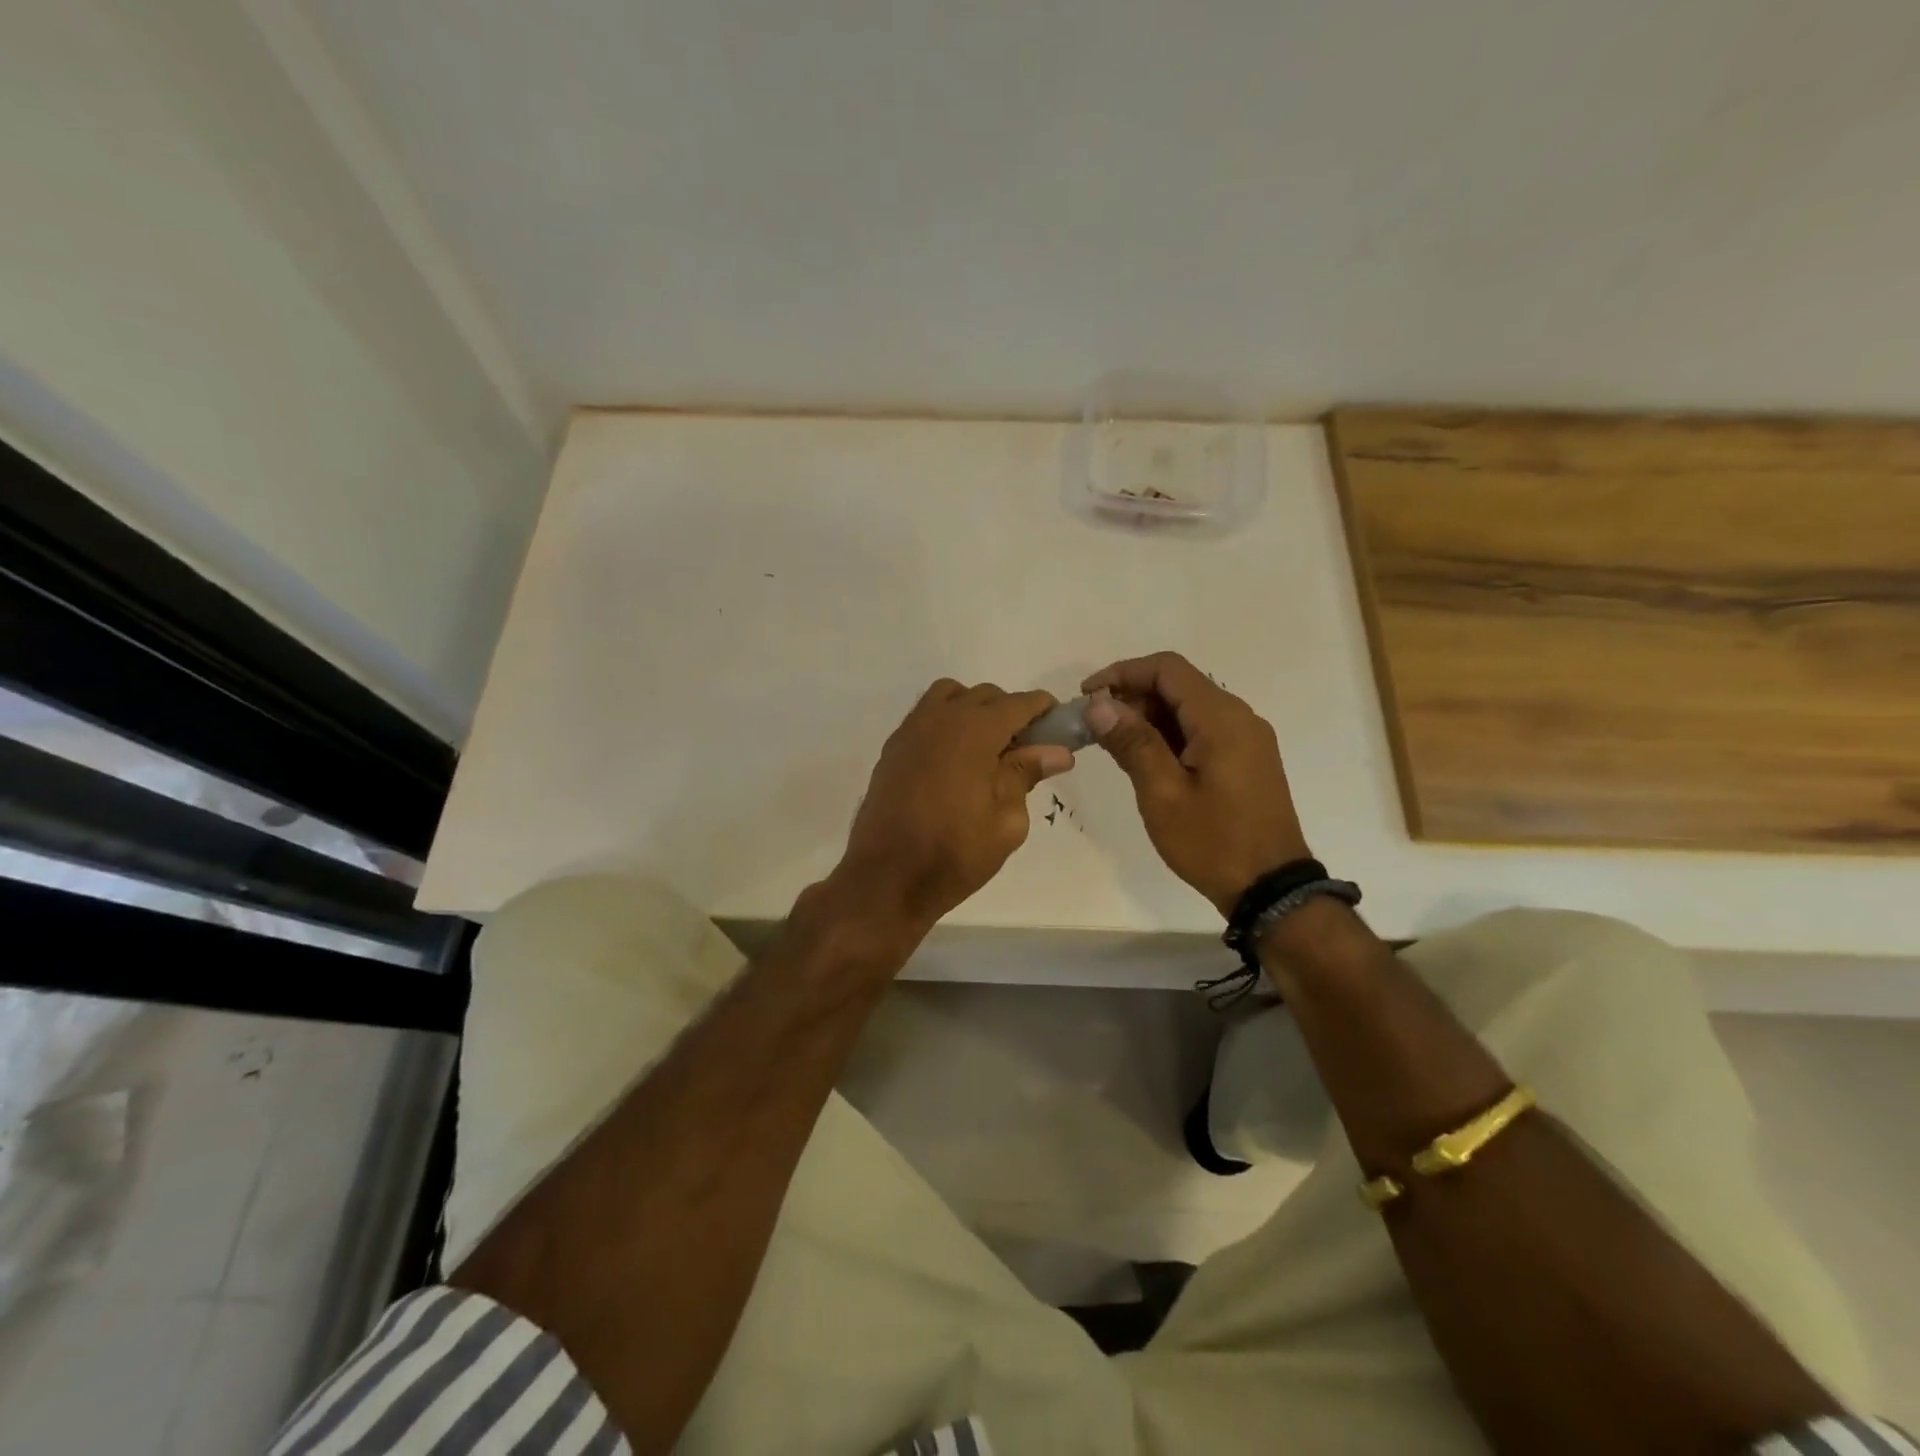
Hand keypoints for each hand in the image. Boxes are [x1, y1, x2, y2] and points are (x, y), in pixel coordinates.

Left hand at [830, 681, 1072, 937]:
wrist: (886, 878)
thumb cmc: (954, 853)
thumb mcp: (1006, 821)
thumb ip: (1026, 775)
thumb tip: (1055, 751)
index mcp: (974, 731)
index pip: (1018, 703)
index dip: (1043, 709)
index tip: (1059, 725)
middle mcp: (940, 718)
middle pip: (984, 695)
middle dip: (1010, 712)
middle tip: (1025, 749)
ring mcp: (911, 731)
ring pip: (950, 697)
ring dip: (973, 710)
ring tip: (986, 750)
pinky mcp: (893, 748)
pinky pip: (926, 716)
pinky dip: (947, 723)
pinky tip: (954, 761)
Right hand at [1082, 651, 1309, 917]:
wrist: (1270, 889)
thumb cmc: (1212, 841)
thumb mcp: (1162, 793)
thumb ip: (1132, 743)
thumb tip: (1099, 704)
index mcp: (1221, 718)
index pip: (1167, 669)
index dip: (1122, 673)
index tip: (1087, 696)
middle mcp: (1239, 717)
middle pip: (1179, 685)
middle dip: (1133, 696)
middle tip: (1095, 726)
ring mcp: (1247, 738)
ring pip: (1189, 708)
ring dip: (1149, 717)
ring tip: (1113, 744)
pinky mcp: (1247, 759)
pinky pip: (1202, 730)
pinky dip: (1169, 734)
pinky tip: (1145, 759)